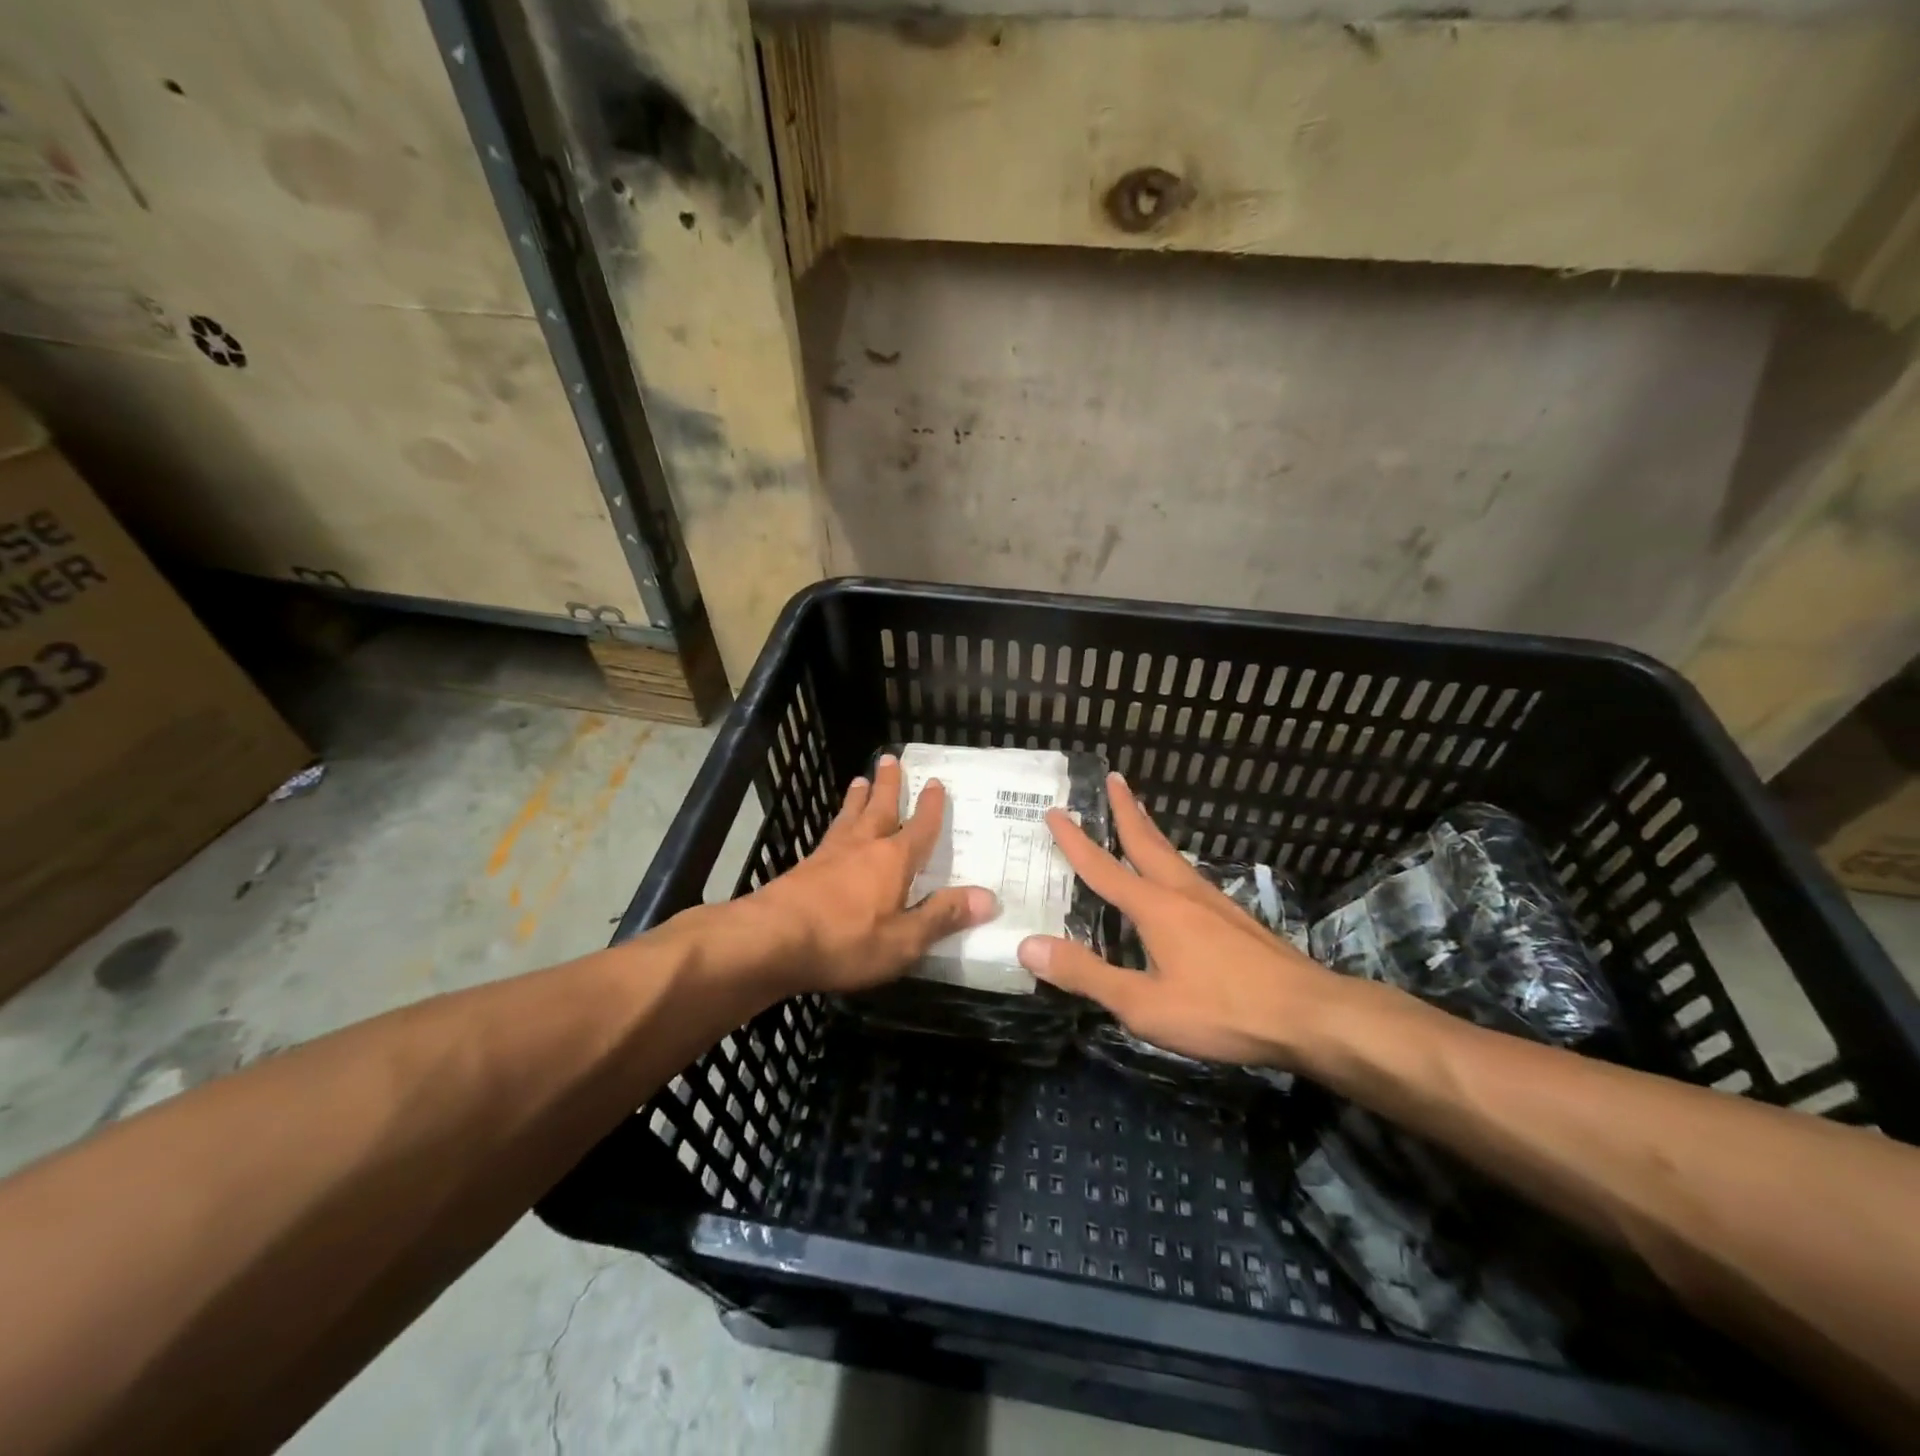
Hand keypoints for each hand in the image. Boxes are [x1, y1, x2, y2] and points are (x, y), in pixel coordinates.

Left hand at [732, 753, 998, 998]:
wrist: (773, 940)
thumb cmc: (847, 941)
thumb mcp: (904, 940)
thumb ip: (943, 917)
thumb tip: (989, 898)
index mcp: (894, 860)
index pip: (919, 827)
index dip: (930, 807)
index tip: (936, 783)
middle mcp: (863, 846)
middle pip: (880, 808)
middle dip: (889, 784)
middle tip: (890, 757)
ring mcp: (830, 854)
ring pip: (850, 816)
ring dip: (859, 797)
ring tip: (861, 779)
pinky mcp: (805, 868)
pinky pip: (829, 835)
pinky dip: (837, 824)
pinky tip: (833, 831)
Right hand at [1017, 773, 1340, 1068]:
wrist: (1309, 1014)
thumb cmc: (1220, 1009)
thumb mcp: (1143, 1004)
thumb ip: (1086, 974)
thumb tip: (1027, 944)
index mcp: (1155, 907)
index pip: (1103, 867)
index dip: (1075, 840)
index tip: (1055, 811)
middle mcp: (1182, 892)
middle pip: (1146, 842)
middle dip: (1125, 810)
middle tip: (1113, 778)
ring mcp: (1214, 902)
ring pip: (1172, 855)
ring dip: (1149, 830)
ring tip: (1139, 815)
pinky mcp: (1235, 918)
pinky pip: (1190, 874)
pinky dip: (1171, 858)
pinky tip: (1177, 876)